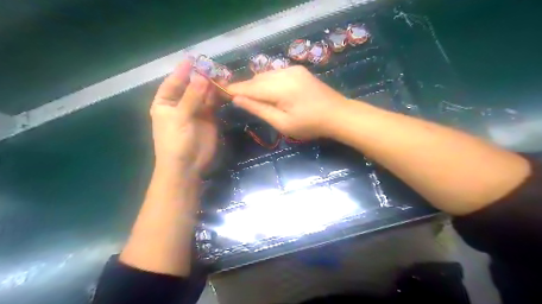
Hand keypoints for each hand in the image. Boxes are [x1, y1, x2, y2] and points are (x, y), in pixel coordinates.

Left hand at [149, 59, 220, 175]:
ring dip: (213, 86)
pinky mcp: (210, 118)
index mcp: (166, 103)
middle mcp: (181, 104)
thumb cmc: (175, 141)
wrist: (187, 166)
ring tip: (224, 77)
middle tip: (215, 68)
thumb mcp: (180, 117)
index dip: (182, 71)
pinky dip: (219, 97)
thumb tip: (202, 76)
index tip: (193, 59)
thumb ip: (191, 97)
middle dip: (202, 78)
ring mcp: (196, 111)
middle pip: (192, 86)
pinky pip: (214, 104)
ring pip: (205, 94)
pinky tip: (226, 90)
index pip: (173, 82)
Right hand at [227, 66, 346, 139]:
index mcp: (280, 87)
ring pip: (266, 75)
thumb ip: (259, 109)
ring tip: (250, 97)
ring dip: (256, 85)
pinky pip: (276, 74)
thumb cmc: (310, 125)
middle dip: (245, 88)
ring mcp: (293, 69)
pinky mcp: (298, 70)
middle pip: (257, 79)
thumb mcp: (282, 123)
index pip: (250, 87)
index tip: (219, 91)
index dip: (234, 89)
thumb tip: (237, 100)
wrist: (338, 114)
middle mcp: (284, 73)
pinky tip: (268, 91)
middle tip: (234, 97)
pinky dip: (267, 82)